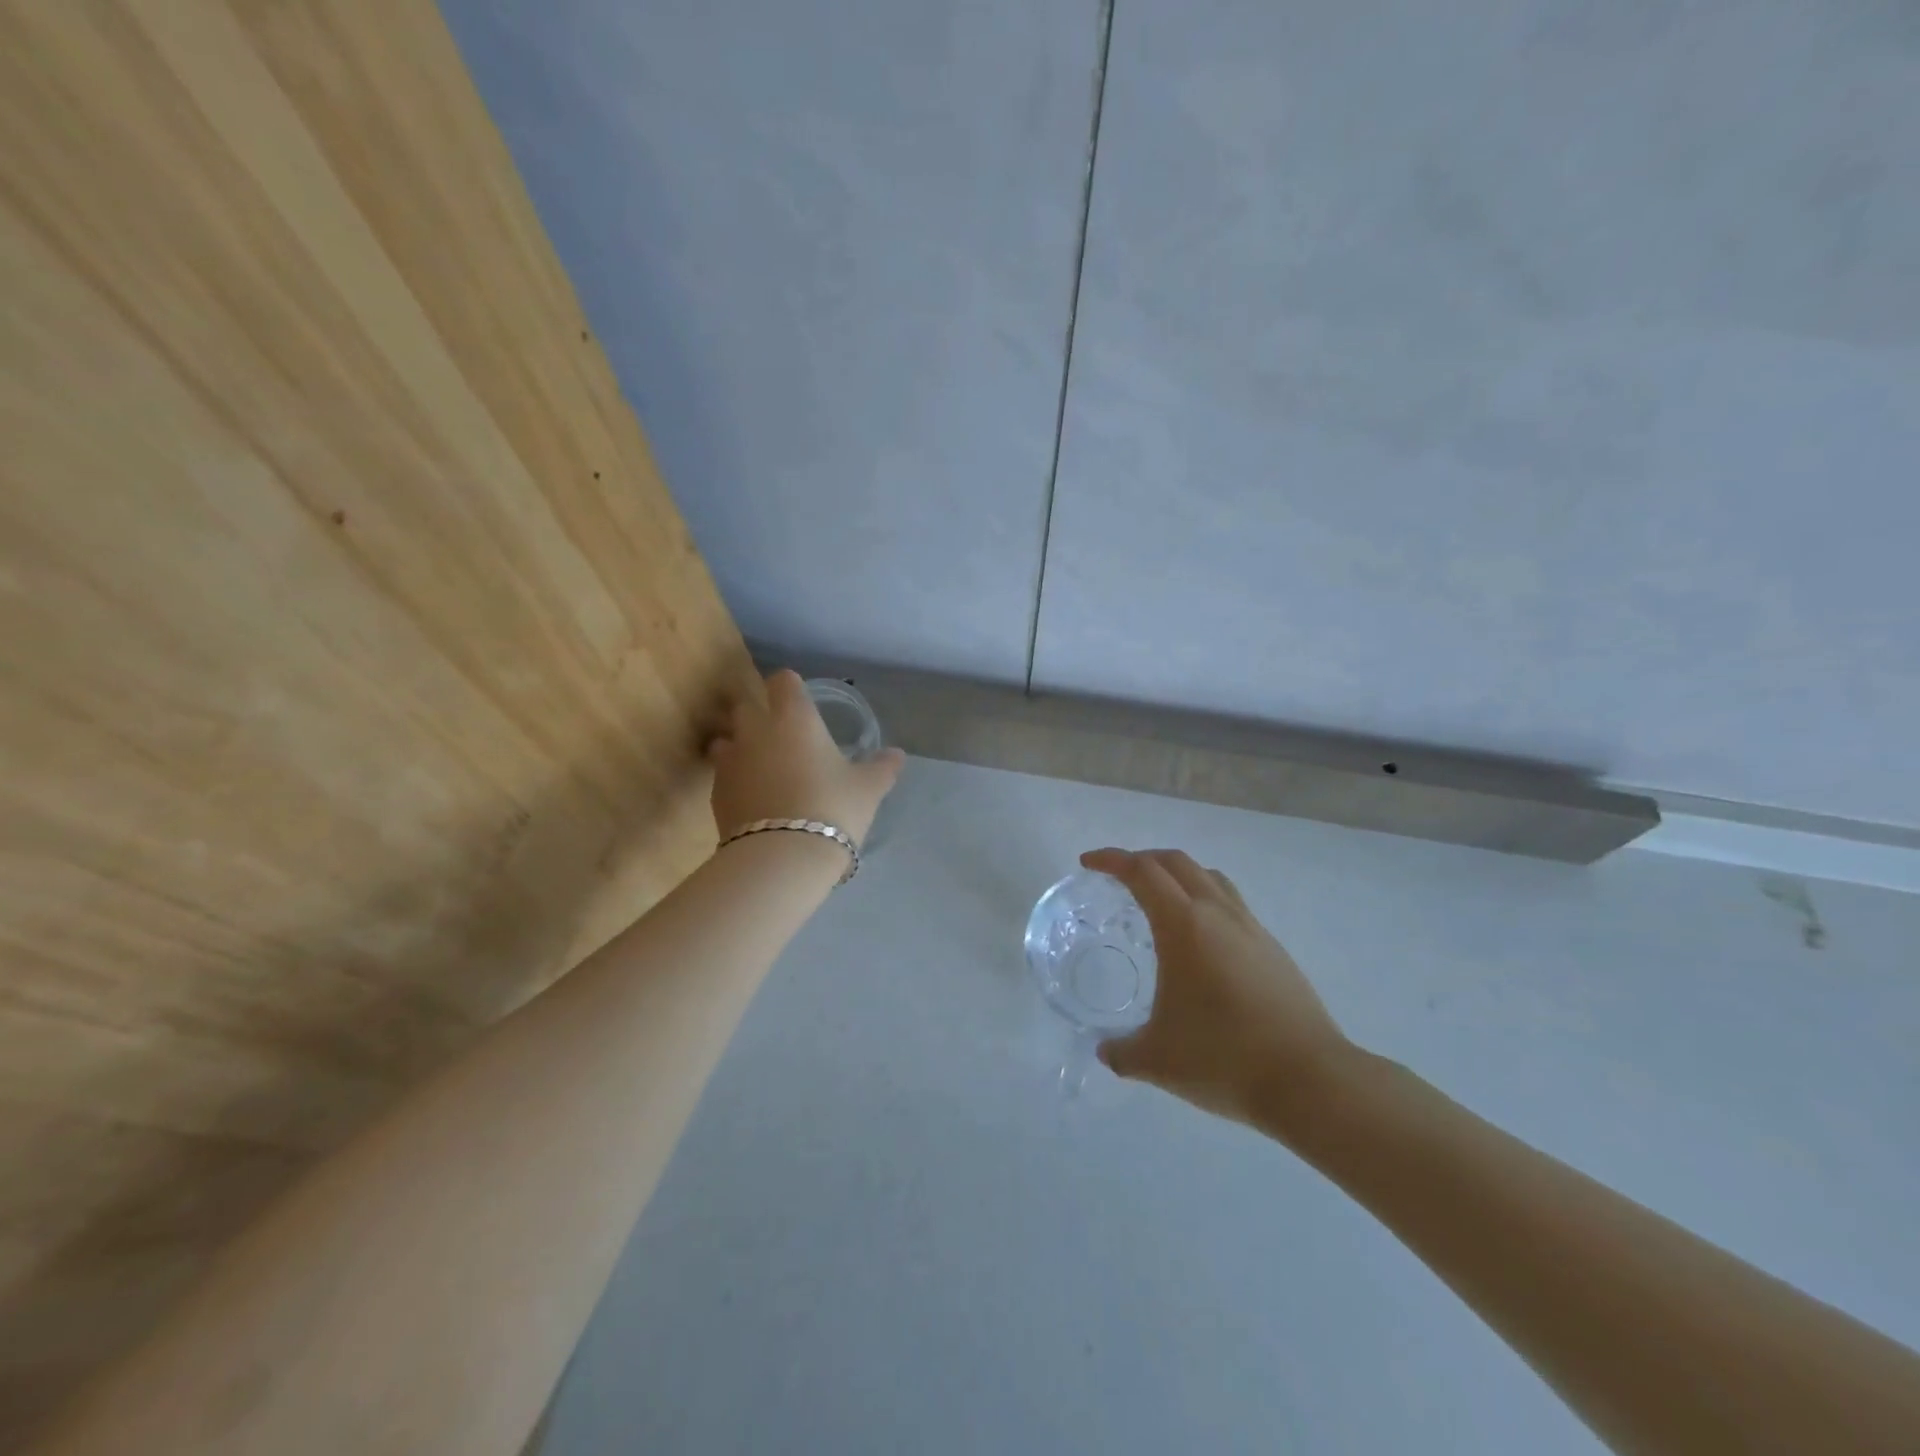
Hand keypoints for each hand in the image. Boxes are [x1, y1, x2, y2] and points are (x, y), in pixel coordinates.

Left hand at [708, 670, 905, 846]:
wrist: (782, 856)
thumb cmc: (832, 808)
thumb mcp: (868, 789)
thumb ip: (882, 767)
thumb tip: (897, 755)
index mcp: (794, 718)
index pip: (782, 681)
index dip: (790, 687)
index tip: (800, 699)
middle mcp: (756, 730)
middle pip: (746, 706)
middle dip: (759, 714)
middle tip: (782, 735)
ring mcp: (730, 761)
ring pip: (726, 740)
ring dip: (740, 746)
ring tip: (761, 767)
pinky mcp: (715, 793)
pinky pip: (723, 775)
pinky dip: (735, 780)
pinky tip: (753, 798)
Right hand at [1082, 848, 1353, 1125]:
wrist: (1311, 1080)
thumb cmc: (1224, 1059)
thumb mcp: (1157, 1060)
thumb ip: (1122, 1051)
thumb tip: (1106, 1051)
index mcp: (1184, 925)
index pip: (1142, 872)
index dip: (1111, 860)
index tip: (1088, 863)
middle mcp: (1218, 914)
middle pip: (1176, 862)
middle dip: (1142, 859)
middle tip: (1119, 875)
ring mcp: (1251, 928)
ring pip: (1210, 877)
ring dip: (1178, 874)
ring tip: (1160, 899)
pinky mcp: (1273, 949)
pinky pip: (1231, 904)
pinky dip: (1205, 900)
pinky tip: (1200, 942)